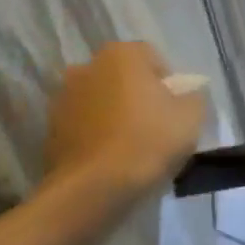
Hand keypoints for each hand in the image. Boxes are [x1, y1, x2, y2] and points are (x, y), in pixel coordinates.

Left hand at [43, 43, 205, 198]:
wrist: (94, 188)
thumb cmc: (148, 142)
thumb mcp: (192, 117)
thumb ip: (194, 96)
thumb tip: (188, 93)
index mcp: (121, 55)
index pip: (152, 57)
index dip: (169, 82)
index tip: (176, 109)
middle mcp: (86, 67)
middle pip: (122, 77)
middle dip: (138, 95)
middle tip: (156, 125)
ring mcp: (63, 98)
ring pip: (100, 100)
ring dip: (114, 114)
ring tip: (132, 146)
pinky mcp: (50, 129)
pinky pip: (83, 126)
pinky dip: (96, 135)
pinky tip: (111, 159)